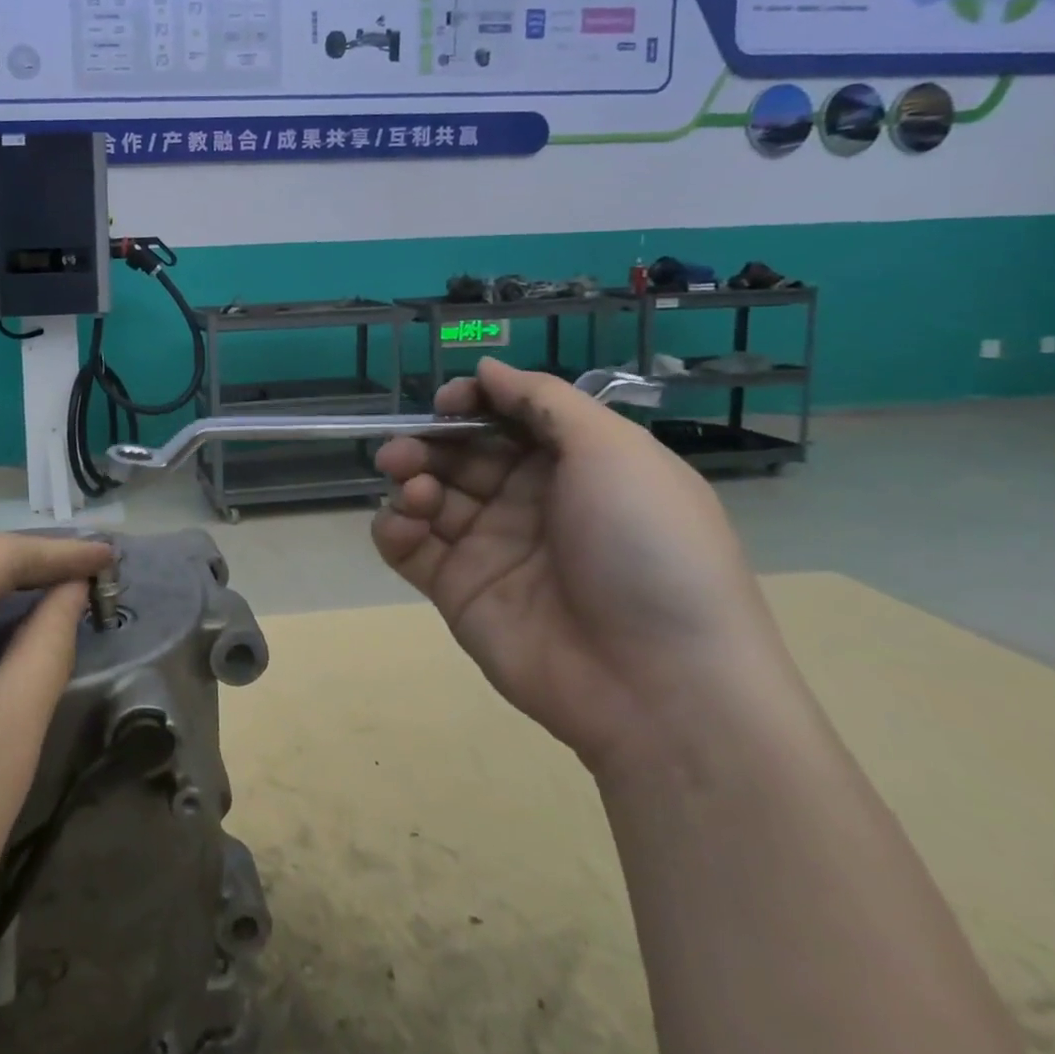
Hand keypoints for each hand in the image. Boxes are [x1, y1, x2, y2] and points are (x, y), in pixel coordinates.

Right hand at [371, 359, 799, 773]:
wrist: (661, 686)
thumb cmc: (646, 548)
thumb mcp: (614, 451)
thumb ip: (543, 400)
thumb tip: (487, 366)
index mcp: (574, 465)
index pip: (507, 418)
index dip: (473, 403)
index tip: (447, 402)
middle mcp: (529, 501)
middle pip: (460, 454)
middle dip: (428, 442)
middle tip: (406, 451)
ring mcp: (490, 547)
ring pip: (428, 494)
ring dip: (408, 479)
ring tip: (414, 491)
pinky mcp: (458, 590)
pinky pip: (409, 547)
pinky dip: (394, 527)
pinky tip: (404, 523)